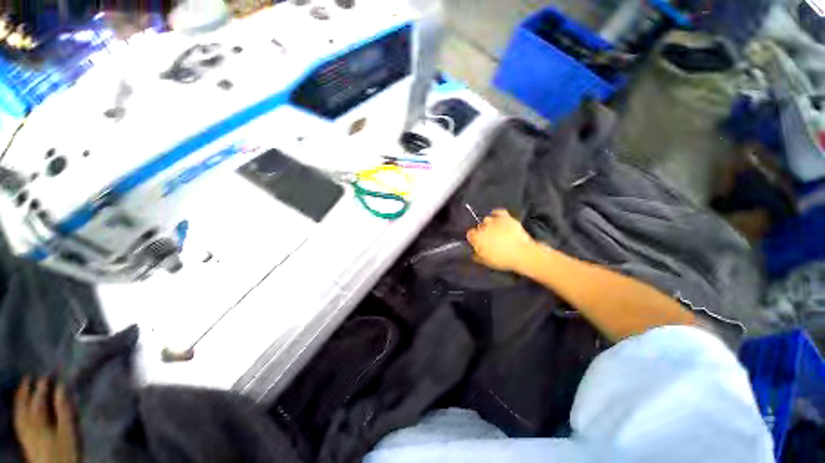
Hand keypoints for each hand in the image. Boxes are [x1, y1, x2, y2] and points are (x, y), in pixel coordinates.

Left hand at [13, 377, 78, 462]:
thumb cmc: (66, 449)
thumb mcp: (69, 430)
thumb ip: (65, 408)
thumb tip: (61, 387)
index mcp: (39, 420)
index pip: (39, 398)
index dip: (43, 386)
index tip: (48, 374)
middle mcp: (28, 424)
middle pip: (25, 404)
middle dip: (26, 390)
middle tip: (28, 376)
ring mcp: (25, 433)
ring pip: (18, 412)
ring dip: (20, 399)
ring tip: (22, 388)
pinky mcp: (25, 439)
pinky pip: (18, 422)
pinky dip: (17, 411)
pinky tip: (19, 410)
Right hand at [466, 209, 536, 271]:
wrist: (521, 254)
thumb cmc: (503, 259)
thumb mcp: (487, 262)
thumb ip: (477, 256)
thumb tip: (474, 254)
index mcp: (477, 238)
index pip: (470, 234)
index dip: (474, 238)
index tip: (477, 241)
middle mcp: (484, 228)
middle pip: (479, 227)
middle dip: (482, 231)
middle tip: (488, 239)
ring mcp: (494, 222)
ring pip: (487, 219)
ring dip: (489, 224)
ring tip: (494, 230)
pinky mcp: (505, 218)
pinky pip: (498, 212)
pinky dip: (496, 214)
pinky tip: (497, 217)